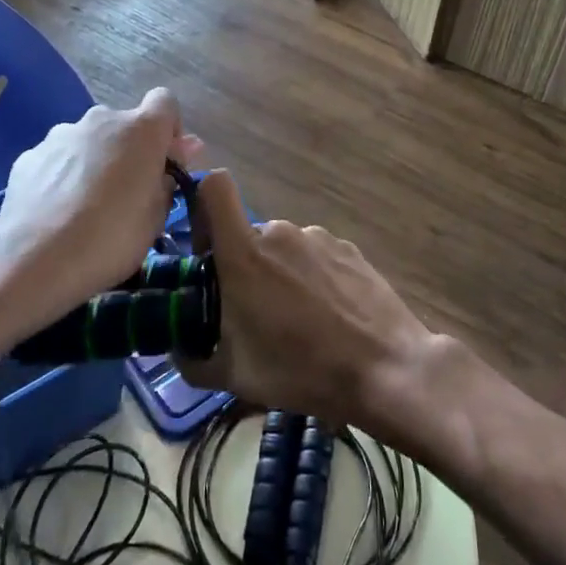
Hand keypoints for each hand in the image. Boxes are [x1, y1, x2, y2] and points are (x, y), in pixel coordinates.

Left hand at [0, 89, 199, 336]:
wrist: (34, 261)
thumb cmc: (111, 239)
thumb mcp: (157, 217)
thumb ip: (168, 178)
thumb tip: (179, 154)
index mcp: (141, 130)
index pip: (165, 102)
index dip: (169, 129)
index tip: (165, 163)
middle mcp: (101, 120)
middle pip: (124, 125)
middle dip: (130, 151)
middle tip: (128, 193)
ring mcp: (61, 134)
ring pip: (89, 141)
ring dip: (96, 162)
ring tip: (87, 207)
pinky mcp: (29, 155)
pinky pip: (58, 159)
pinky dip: (63, 176)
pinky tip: (57, 211)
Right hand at [177, 171, 434, 426]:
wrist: (384, 369)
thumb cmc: (299, 369)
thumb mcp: (233, 376)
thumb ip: (192, 359)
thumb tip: (180, 349)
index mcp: (244, 252)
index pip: (214, 188)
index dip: (203, 208)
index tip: (206, 252)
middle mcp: (279, 232)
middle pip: (247, 235)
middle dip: (243, 267)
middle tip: (253, 315)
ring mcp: (318, 237)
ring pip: (283, 249)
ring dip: (279, 275)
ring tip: (297, 323)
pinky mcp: (348, 249)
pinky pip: (315, 256)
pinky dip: (312, 278)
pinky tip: (328, 317)